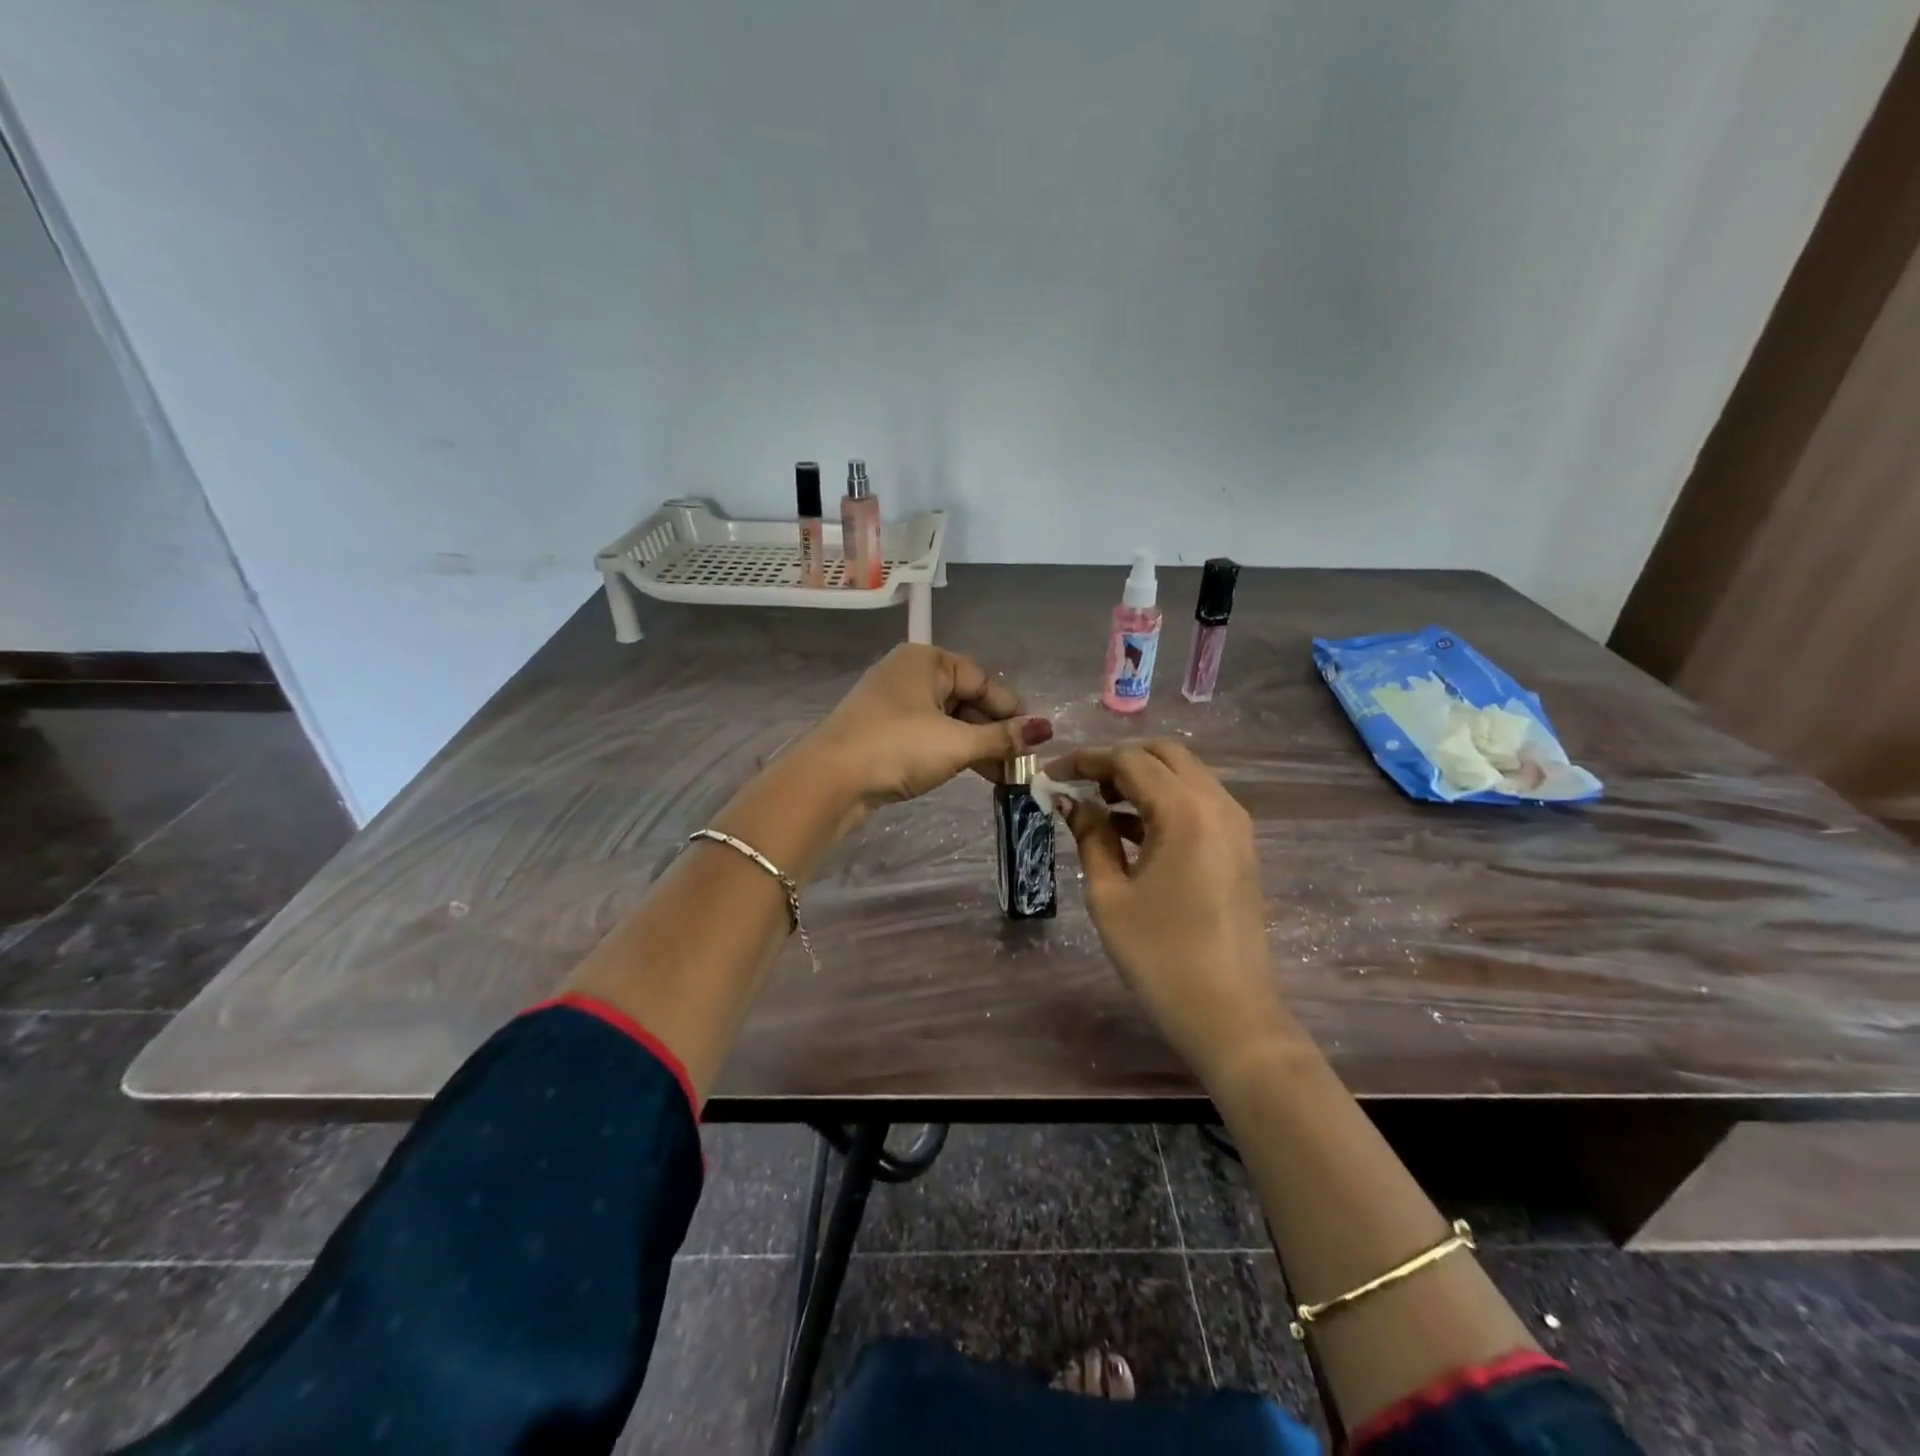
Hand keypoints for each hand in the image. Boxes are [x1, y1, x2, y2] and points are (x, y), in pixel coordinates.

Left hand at [796, 645, 1052, 816]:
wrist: (829, 781)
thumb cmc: (898, 748)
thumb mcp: (957, 742)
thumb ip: (1002, 736)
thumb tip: (1046, 728)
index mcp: (926, 660)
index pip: (982, 679)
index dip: (1010, 709)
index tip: (1035, 739)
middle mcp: (909, 674)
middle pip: (965, 699)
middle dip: (995, 731)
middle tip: (1022, 762)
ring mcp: (893, 705)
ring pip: (947, 720)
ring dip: (977, 746)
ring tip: (1005, 775)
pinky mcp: (883, 733)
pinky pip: (929, 736)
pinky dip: (952, 752)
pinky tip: (973, 772)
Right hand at [1046, 740, 1293, 1078]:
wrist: (1231, 1015)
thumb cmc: (1161, 957)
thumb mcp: (1110, 895)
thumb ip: (1091, 836)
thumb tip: (1072, 801)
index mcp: (1185, 811)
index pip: (1129, 760)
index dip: (1085, 760)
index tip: (1050, 774)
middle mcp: (1218, 803)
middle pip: (1163, 754)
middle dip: (1116, 760)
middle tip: (1078, 785)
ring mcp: (1235, 823)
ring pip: (1184, 774)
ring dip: (1141, 778)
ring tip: (1098, 806)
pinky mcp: (1239, 845)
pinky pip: (1197, 801)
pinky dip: (1163, 800)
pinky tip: (1130, 829)